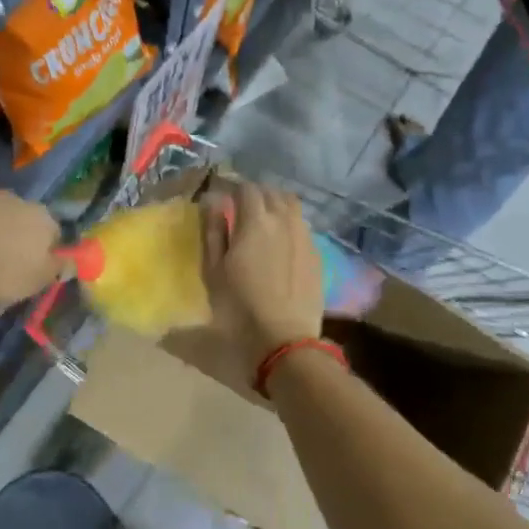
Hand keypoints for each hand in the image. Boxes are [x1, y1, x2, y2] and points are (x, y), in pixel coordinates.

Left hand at [0, 191, 61, 310]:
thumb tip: (70, 263)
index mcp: (41, 217)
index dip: (46, 253)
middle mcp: (14, 200)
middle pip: (21, 221)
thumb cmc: (0, 272)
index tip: (34, 272)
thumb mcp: (36, 281)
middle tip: (2, 268)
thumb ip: (57, 269)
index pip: (54, 233)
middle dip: (15, 239)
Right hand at [199, 180, 323, 388]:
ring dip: (275, 205)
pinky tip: (280, 241)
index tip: (221, 196)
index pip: (246, 188)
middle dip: (254, 193)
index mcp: (255, 222)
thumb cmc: (238, 308)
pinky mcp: (316, 254)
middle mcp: (284, 221)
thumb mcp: (213, 271)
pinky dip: (288, 223)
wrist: (284, 341)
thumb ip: (213, 231)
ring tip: (262, 219)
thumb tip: (212, 201)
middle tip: (239, 206)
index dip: (232, 187)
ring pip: (291, 206)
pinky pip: (302, 226)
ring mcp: (305, 237)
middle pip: (272, 192)